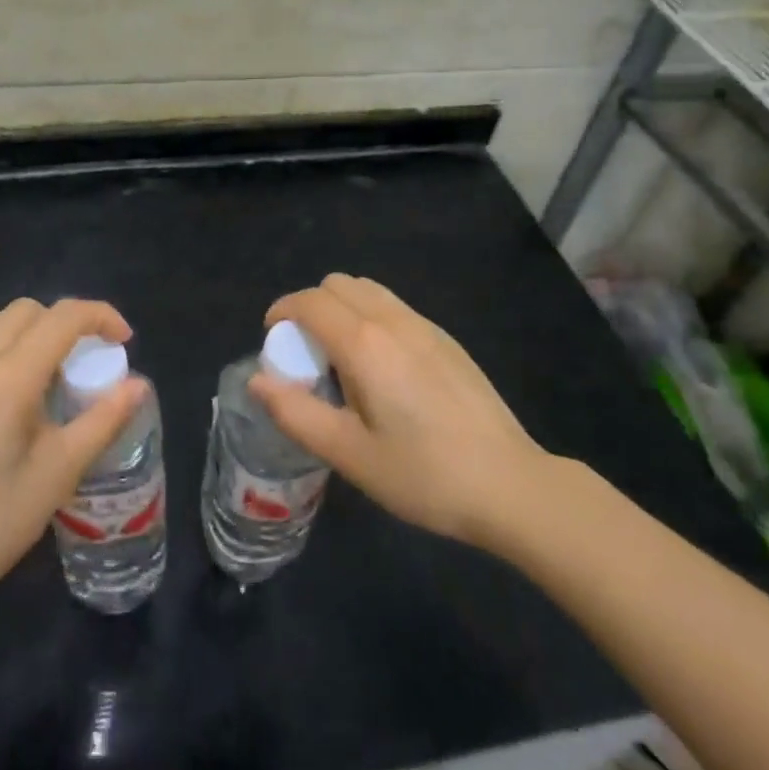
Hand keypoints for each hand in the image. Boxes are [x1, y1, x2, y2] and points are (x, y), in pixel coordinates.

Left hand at [0, 298, 147, 614]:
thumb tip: (139, 385)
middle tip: (89, 362)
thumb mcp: (57, 475)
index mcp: (8, 377)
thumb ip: (102, 420)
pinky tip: (14, 397)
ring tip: (54, 379)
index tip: (125, 342)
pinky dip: (7, 348)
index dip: (101, 317)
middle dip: (67, 323)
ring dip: (35, 332)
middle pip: (29, 311)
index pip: (63, 317)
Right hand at [251, 274, 551, 548]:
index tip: (272, 341)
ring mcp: (425, 326)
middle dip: (310, 307)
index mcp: (364, 344)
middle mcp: (392, 320)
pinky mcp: (447, 339)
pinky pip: (394, 307)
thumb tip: (257, 381)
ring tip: (343, 360)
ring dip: (342, 309)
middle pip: (337, 284)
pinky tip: (382, 370)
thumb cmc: (424, 474)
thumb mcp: (349, 455)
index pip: (309, 301)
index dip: (281, 312)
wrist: (511, 485)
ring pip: (368, 290)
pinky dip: (371, 318)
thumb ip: (296, 413)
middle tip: (307, 355)